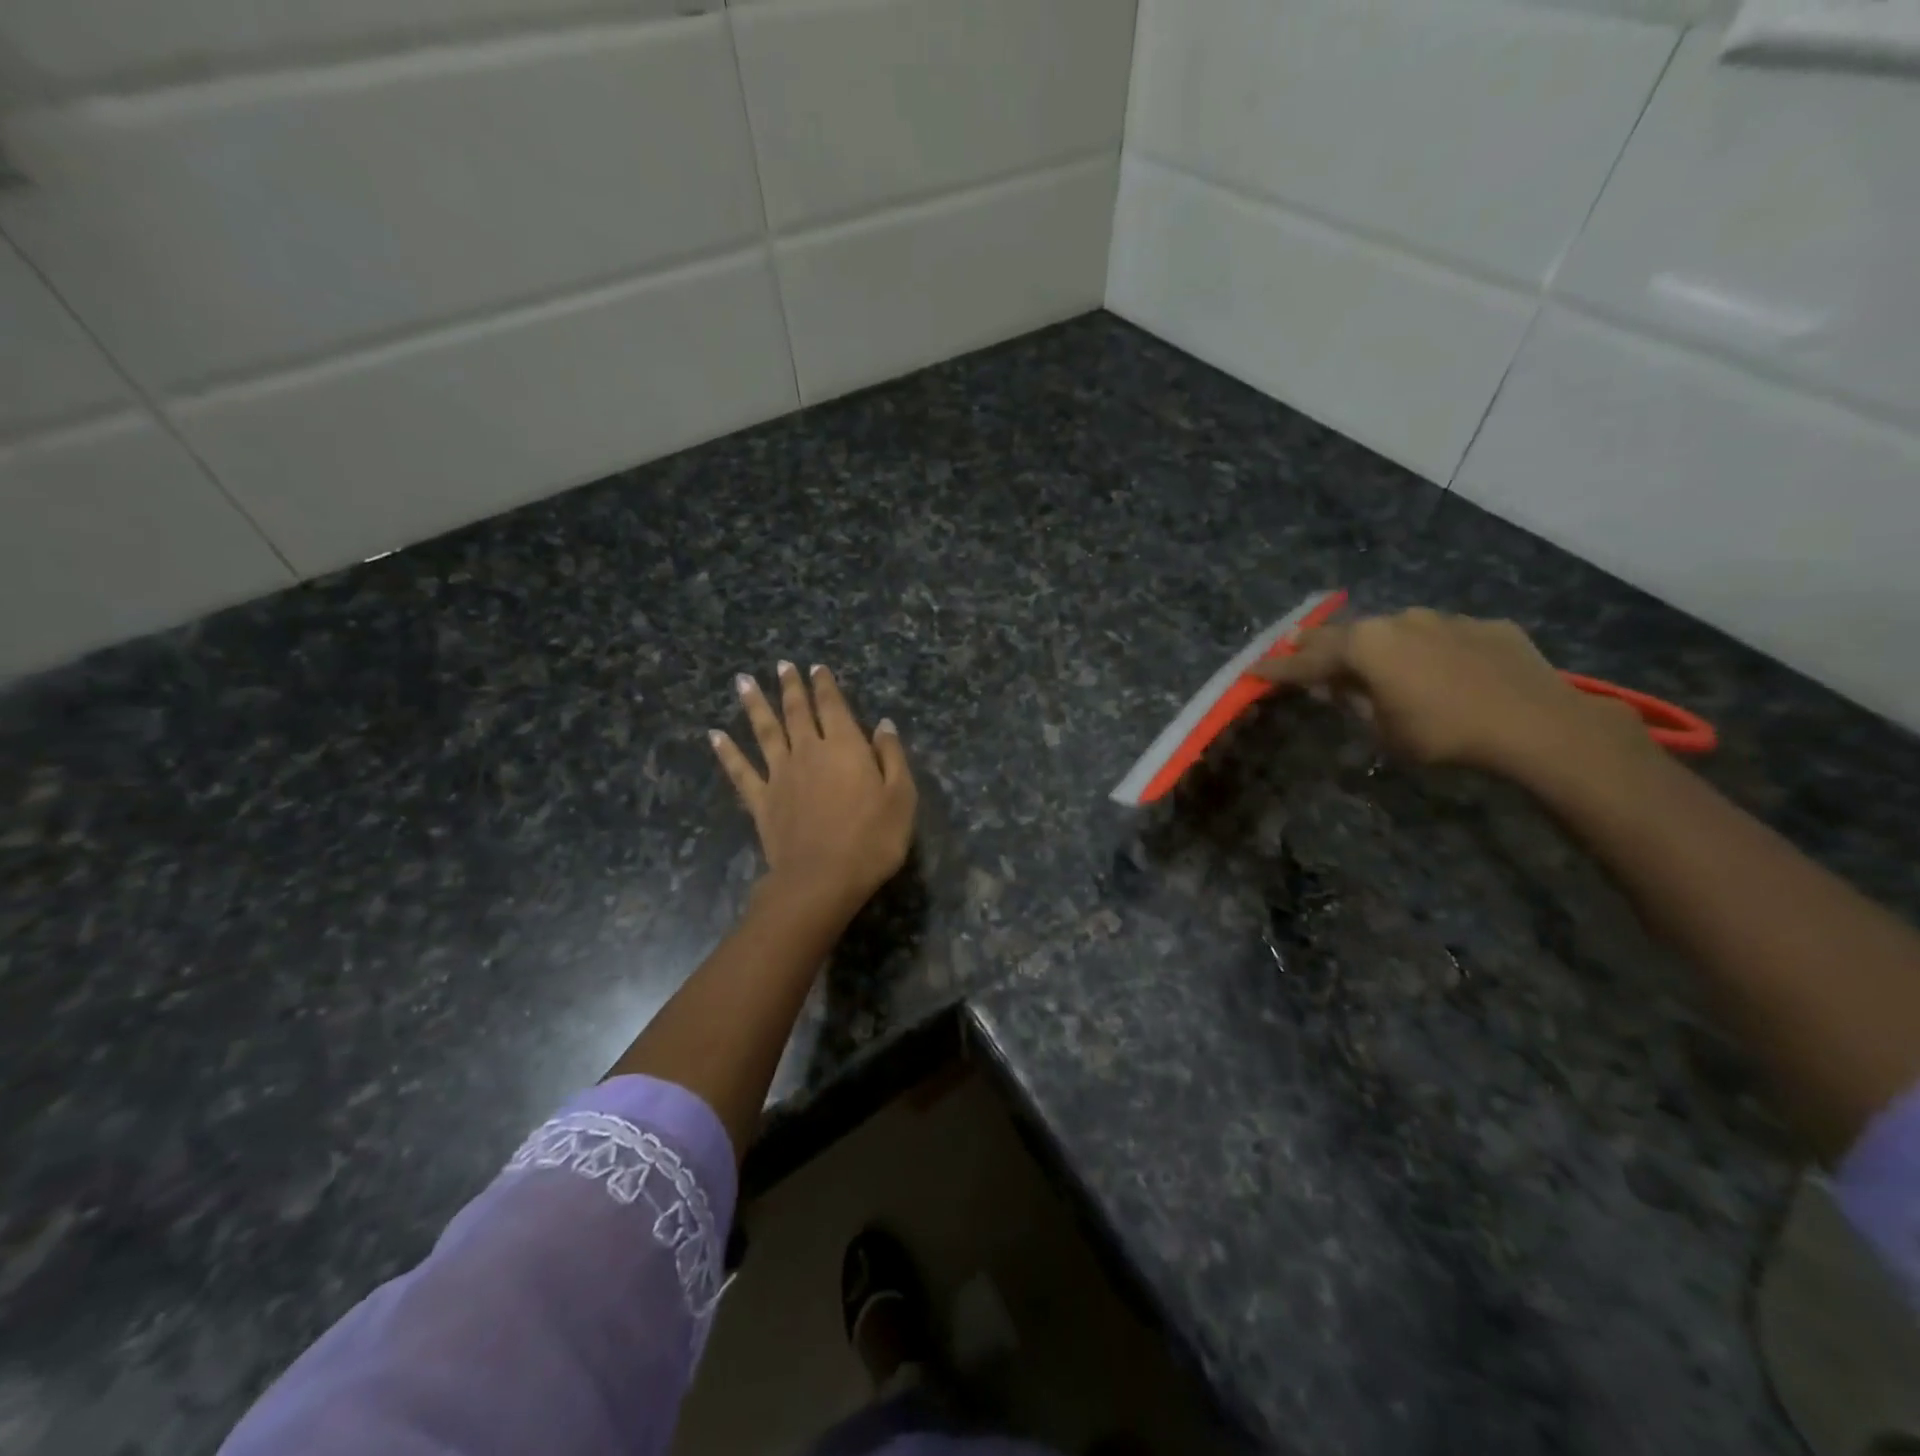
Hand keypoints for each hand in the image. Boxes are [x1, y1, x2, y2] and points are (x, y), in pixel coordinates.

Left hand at [711, 661, 917, 921]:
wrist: (822, 878)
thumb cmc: (871, 839)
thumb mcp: (901, 797)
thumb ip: (891, 757)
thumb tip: (883, 725)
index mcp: (844, 746)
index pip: (833, 706)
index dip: (825, 685)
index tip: (816, 667)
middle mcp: (808, 751)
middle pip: (796, 711)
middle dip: (790, 686)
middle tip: (782, 665)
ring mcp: (780, 775)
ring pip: (764, 731)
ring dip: (754, 705)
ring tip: (742, 681)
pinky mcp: (761, 801)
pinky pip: (740, 771)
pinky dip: (727, 752)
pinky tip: (715, 735)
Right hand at [1252, 608, 1649, 779]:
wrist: (1538, 725)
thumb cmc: (1444, 733)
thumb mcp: (1383, 729)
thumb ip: (1353, 702)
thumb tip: (1335, 687)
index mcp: (1366, 645)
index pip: (1308, 660)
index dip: (1277, 668)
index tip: (1253, 671)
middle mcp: (1399, 621)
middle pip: (1347, 633)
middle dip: (1319, 645)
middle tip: (1298, 649)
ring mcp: (1446, 619)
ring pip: (1396, 630)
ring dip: (1378, 645)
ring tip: (1373, 662)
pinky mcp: (1486, 626)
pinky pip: (1442, 637)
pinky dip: (1428, 651)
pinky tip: (1440, 671)